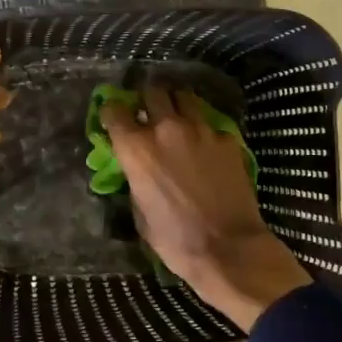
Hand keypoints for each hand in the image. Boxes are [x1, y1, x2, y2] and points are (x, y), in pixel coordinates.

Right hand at [101, 84, 309, 330]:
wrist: (229, 249)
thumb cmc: (175, 240)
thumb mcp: (140, 212)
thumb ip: (135, 179)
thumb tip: (138, 170)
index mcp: (136, 149)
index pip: (114, 110)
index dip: (112, 111)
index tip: (115, 118)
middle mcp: (166, 129)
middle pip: (152, 92)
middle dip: (147, 100)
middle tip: (149, 113)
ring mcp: (201, 130)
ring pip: (185, 98)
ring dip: (177, 105)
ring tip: (178, 118)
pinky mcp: (227, 139)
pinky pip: (211, 124)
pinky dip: (205, 130)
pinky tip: (207, 146)